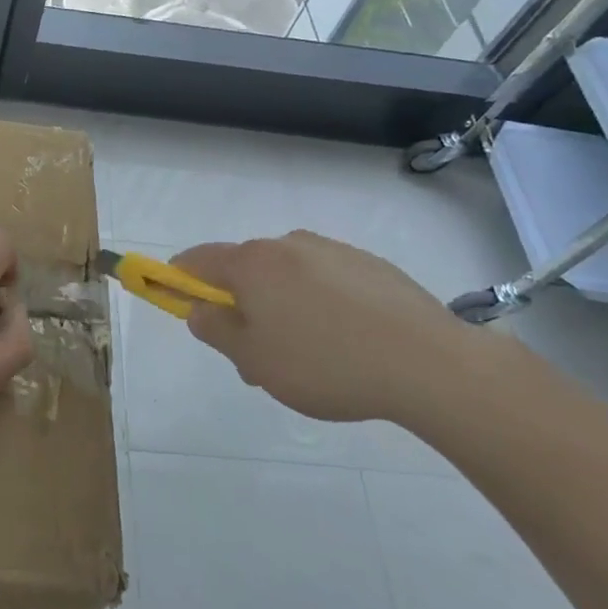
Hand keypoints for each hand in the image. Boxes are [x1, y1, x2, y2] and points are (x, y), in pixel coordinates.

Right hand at [172, 230, 478, 424]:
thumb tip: (200, 309)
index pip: (198, 259)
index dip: (179, 278)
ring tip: (309, 357)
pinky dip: (321, 304)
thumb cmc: (326, 364)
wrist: (429, 363)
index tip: (178, 301)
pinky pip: (327, 281)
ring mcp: (333, 251)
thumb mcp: (255, 360)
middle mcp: (288, 245)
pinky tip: (347, 343)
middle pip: (245, 269)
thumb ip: (217, 330)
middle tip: (254, 354)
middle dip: (240, 304)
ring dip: (281, 306)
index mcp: (253, 264)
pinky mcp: (371, 265)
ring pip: (288, 276)